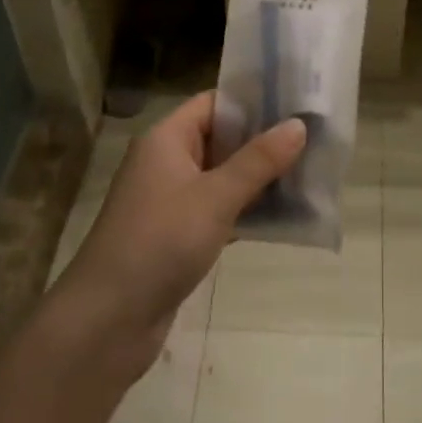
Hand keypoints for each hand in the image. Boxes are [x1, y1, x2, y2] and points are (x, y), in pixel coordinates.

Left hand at [53, 92, 304, 376]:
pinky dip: (246, 210)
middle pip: (221, 139)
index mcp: (166, 139)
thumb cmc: (160, 242)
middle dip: (264, 141)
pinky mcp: (176, 237)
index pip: (213, 103)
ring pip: (223, 177)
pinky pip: (218, 211)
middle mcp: (166, 163)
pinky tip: (284, 216)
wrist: (107, 322)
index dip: (252, 100)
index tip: (297, 103)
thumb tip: (298, 124)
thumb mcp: (215, 197)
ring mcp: (170, 202)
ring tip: (309, 175)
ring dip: (259, 178)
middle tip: (314, 139)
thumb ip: (259, 160)